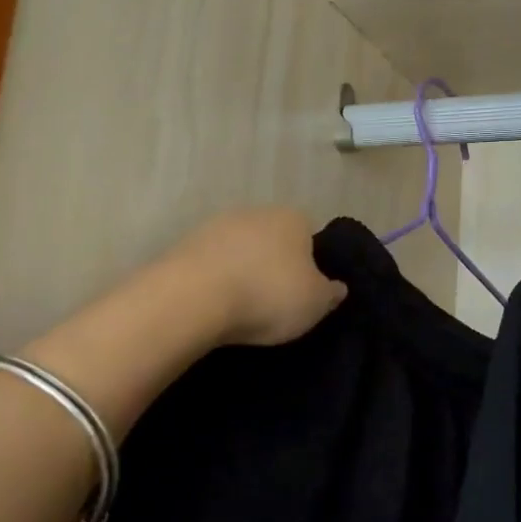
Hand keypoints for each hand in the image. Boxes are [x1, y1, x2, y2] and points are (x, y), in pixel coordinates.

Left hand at [167, 208, 347, 346]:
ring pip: (240, 251)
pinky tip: (214, 307)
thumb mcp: (315, 303)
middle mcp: (256, 212)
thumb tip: (337, 287)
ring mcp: (216, 226)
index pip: (309, 235)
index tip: (304, 292)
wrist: (193, 298)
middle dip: (274, 265)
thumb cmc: (268, 295)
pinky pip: (211, 265)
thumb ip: (330, 293)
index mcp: (293, 219)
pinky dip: (215, 282)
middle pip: (273, 240)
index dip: (310, 264)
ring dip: (242, 272)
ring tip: (242, 309)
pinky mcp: (184, 245)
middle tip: (275, 301)